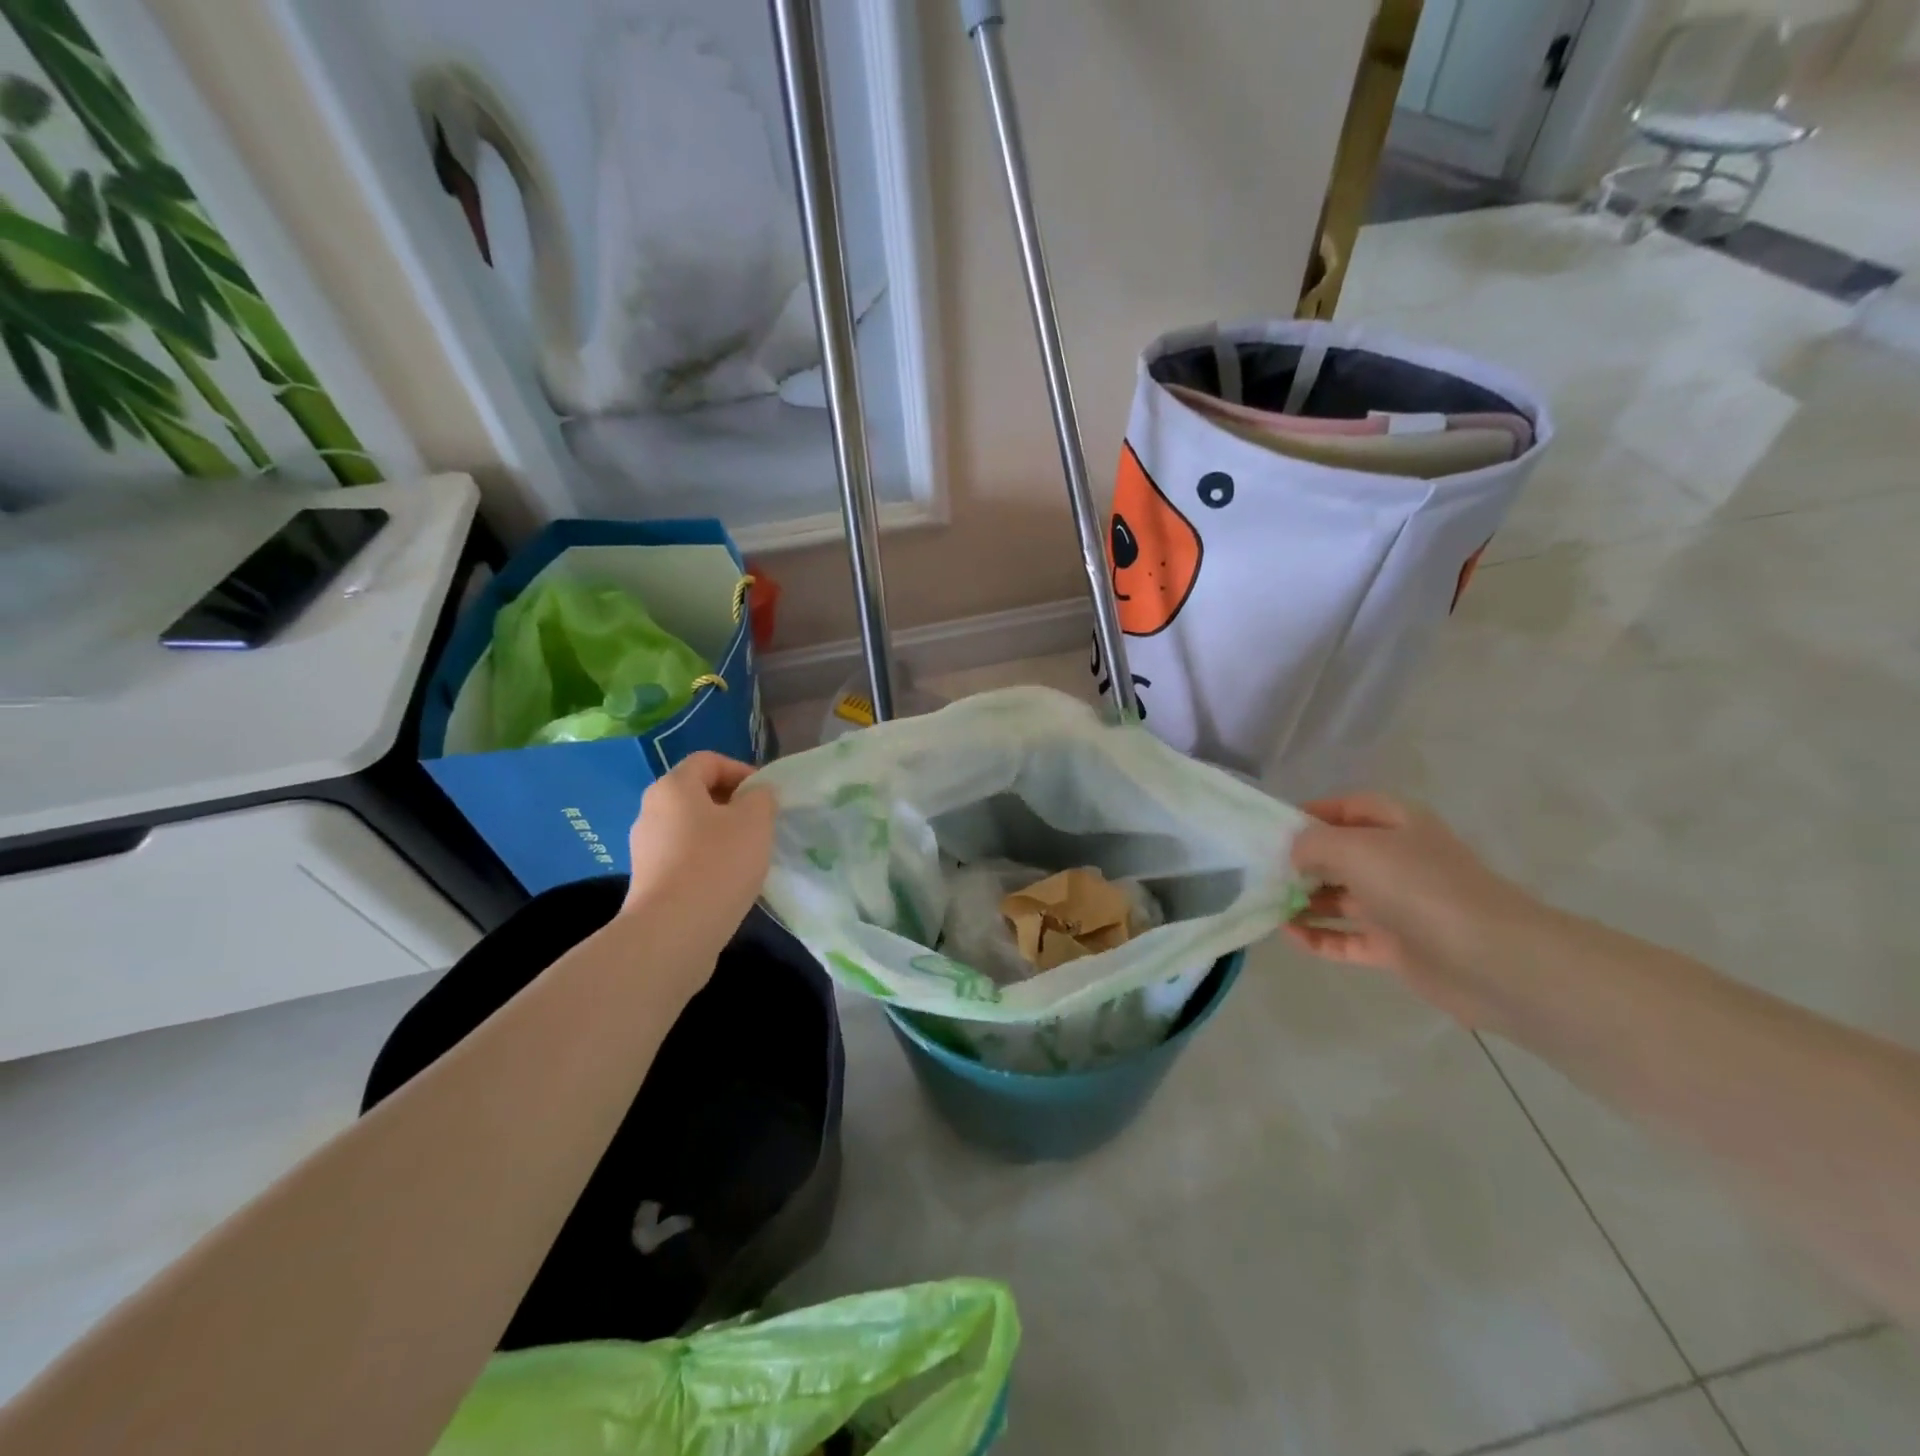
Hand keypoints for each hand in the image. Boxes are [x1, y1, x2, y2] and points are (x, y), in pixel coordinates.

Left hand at [622, 753, 776, 964]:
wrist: (673, 932)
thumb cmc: (718, 863)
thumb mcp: (755, 821)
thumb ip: (761, 797)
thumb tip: (756, 795)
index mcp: (673, 787)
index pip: (708, 760)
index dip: (741, 770)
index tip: (766, 796)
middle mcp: (651, 811)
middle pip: (697, 794)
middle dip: (733, 804)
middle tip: (761, 825)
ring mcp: (645, 848)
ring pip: (691, 828)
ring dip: (721, 835)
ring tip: (748, 856)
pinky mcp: (648, 881)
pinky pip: (683, 857)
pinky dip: (707, 861)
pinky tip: (727, 882)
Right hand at [1286, 794, 1543, 1028]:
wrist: (1494, 960)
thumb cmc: (1421, 887)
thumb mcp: (1357, 848)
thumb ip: (1313, 843)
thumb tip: (1292, 853)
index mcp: (1397, 825)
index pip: (1346, 808)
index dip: (1310, 813)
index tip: (1270, 830)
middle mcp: (1397, 860)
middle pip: (1340, 854)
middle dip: (1300, 861)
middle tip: (1259, 871)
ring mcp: (1398, 905)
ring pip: (1340, 897)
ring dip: (1304, 901)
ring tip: (1264, 904)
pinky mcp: (1397, 946)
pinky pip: (1347, 938)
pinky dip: (1319, 937)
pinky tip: (1288, 936)